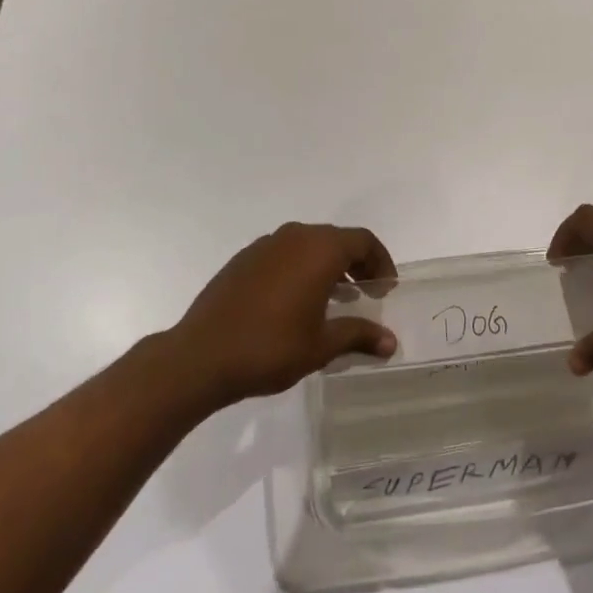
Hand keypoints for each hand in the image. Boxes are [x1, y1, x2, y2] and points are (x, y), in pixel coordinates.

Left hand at [167, 223, 398, 407]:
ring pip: (309, 245)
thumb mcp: (321, 346)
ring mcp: (266, 245)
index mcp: (320, 249)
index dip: (381, 262)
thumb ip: (359, 335)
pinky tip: (295, 302)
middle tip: (366, 294)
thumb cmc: (270, 348)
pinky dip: (300, 268)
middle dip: (356, 263)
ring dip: (328, 265)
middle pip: (337, 239)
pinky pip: (284, 254)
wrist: (201, 356)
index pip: (363, 241)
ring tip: (334, 300)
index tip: (387, 289)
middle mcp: (295, 236)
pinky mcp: (244, 258)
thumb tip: (391, 342)